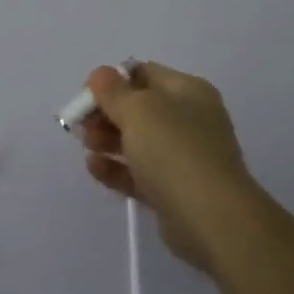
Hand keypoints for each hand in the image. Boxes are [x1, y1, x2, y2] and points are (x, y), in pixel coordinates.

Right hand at [80, 62, 255, 269]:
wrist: (212, 219)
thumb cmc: (174, 150)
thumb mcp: (138, 109)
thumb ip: (113, 90)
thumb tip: (101, 74)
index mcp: (188, 92)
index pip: (144, 74)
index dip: (112, 80)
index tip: (87, 94)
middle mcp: (189, 120)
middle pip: (138, 109)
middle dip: (106, 113)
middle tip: (81, 124)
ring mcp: (184, 158)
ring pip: (138, 142)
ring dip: (108, 140)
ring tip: (87, 145)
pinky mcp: (174, 191)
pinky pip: (139, 173)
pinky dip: (116, 168)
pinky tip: (94, 167)